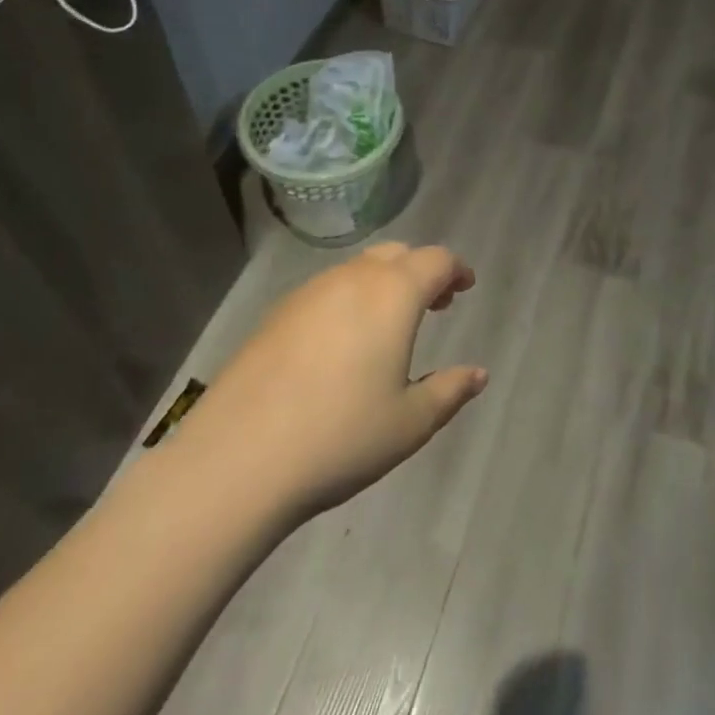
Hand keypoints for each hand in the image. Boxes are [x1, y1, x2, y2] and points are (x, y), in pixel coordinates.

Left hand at [189, 243, 487, 517]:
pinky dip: (349, 299)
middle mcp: (351, 280)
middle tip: (435, 304)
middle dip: (421, 271)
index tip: (465, 288)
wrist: (236, 460)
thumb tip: (478, 374)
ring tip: (390, 325)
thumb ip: (450, 391)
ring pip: (357, 270)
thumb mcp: (410, 423)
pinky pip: (326, 290)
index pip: (435, 261)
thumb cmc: (340, 437)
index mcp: (392, 295)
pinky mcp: (275, 315)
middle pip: (395, 254)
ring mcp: (308, 293)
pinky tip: (342, 343)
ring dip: (384, 284)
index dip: (455, 270)